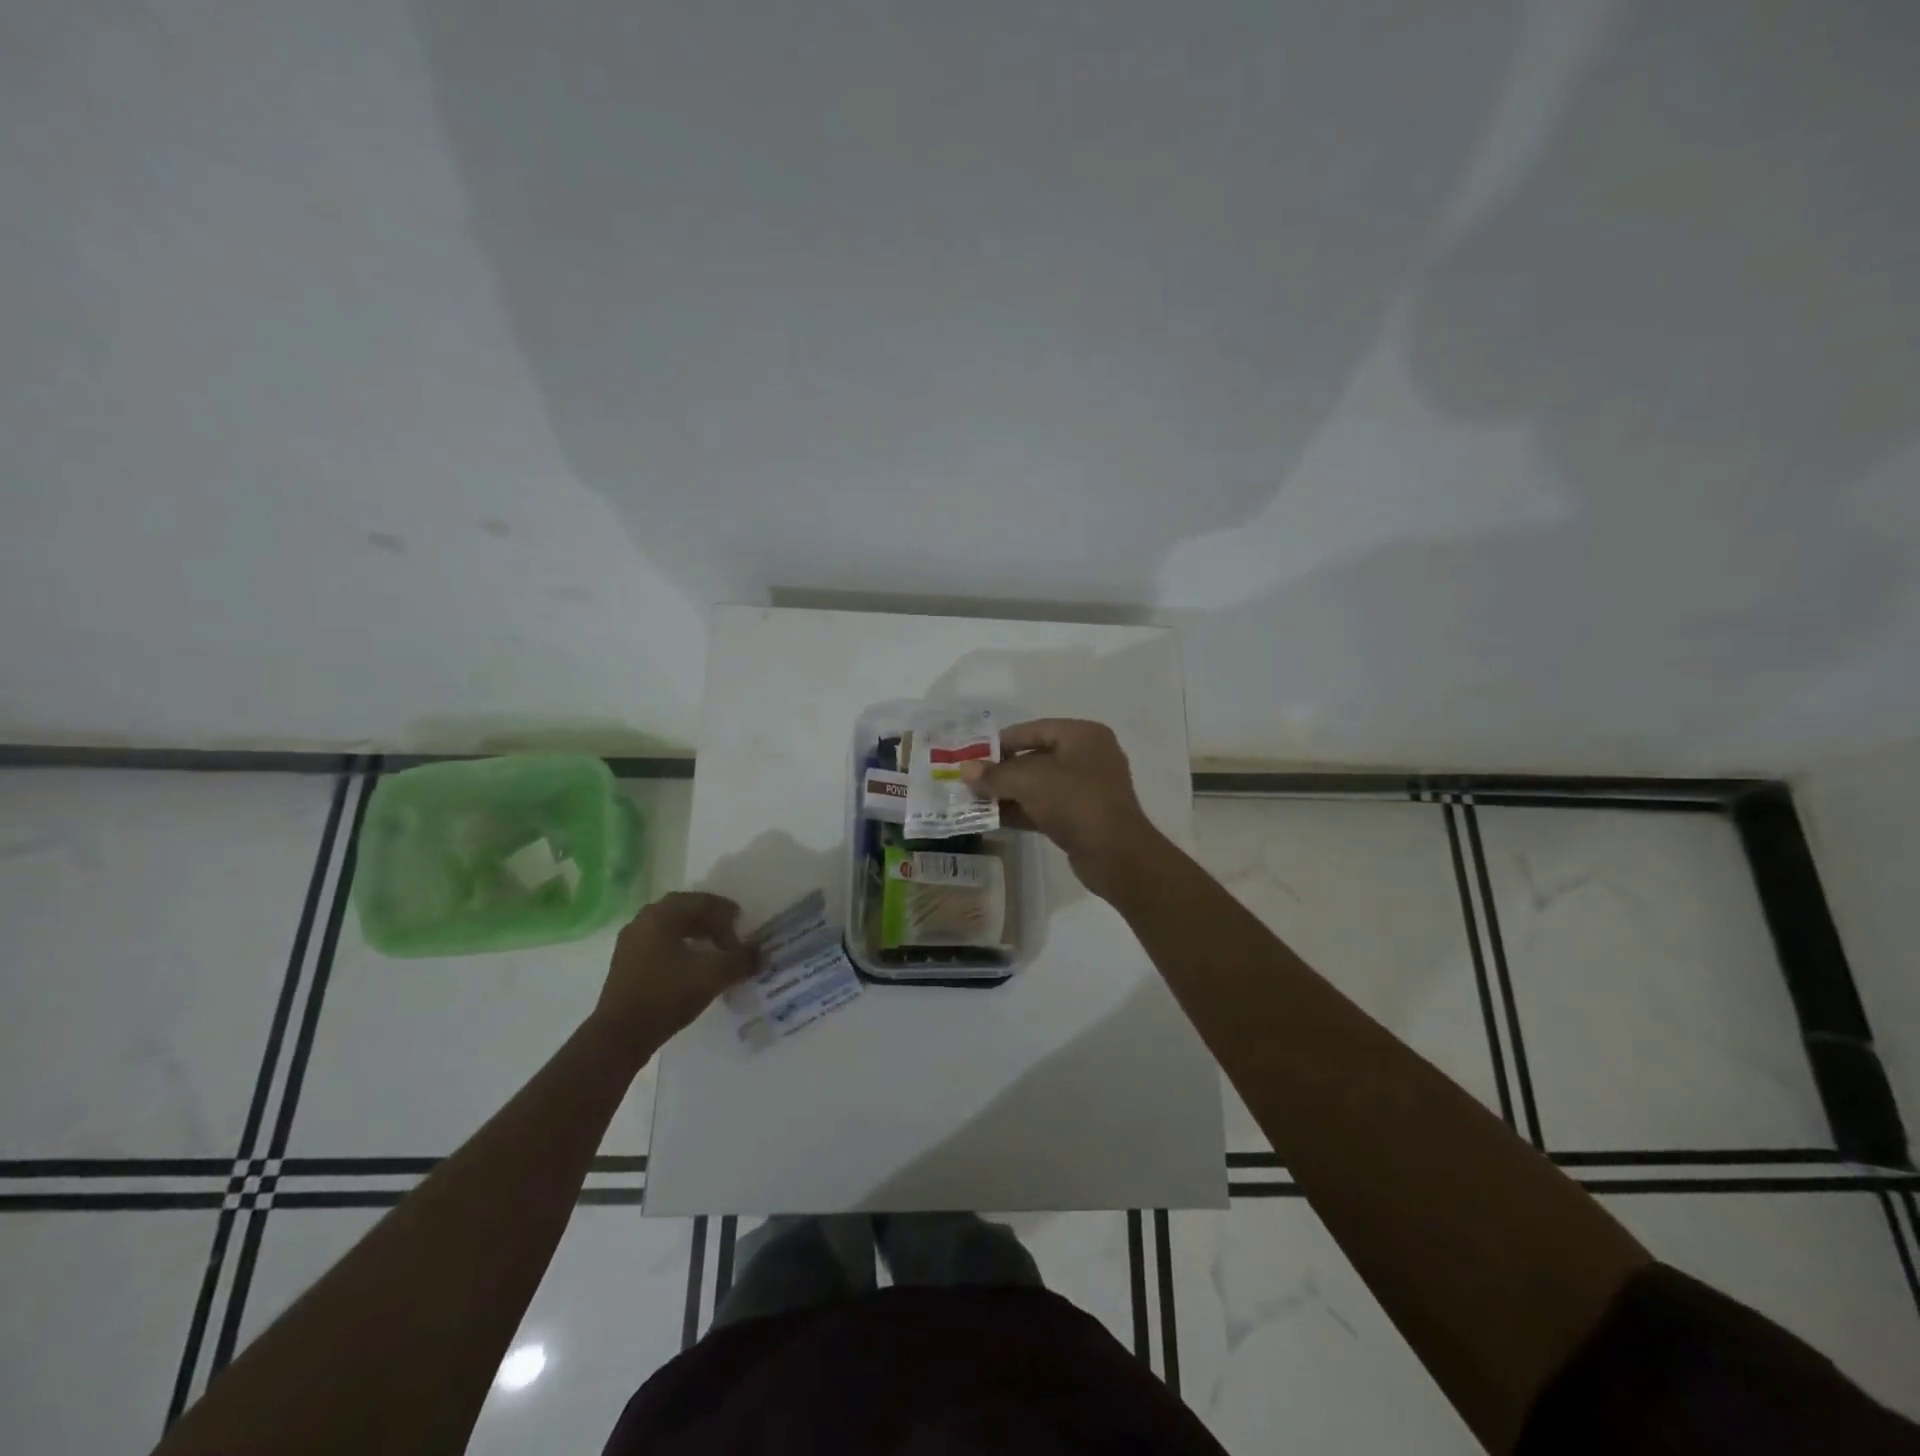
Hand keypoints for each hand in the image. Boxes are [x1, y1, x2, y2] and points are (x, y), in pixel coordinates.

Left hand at [594, 892, 758, 1051]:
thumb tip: (762, 953)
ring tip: (714, 952)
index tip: (743, 932)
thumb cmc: (666, 996)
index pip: (702, 901)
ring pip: (670, 927)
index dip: (727, 914)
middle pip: (685, 910)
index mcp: (661, 915)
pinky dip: (680, 948)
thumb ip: (741, 960)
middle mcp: (643, 921)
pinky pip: (659, 944)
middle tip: (731, 936)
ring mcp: (630, 943)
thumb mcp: (712, 976)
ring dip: (696, 934)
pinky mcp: (625, 964)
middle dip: (712, 921)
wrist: (619, 1037)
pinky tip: (692, 967)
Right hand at [960, 718, 1163, 897]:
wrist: (1115, 854)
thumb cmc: (1075, 802)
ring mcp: (1087, 788)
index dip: (1000, 742)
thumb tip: (965, 769)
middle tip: (969, 781)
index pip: (1033, 729)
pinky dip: (1022, 810)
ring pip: (1039, 785)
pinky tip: (993, 819)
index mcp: (1082, 735)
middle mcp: (1087, 756)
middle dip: (1001, 771)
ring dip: (1008, 793)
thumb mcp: (1029, 781)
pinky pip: (1046, 806)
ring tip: (974, 801)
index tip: (971, 755)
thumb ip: (995, 774)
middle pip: (1035, 757)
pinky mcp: (1082, 816)